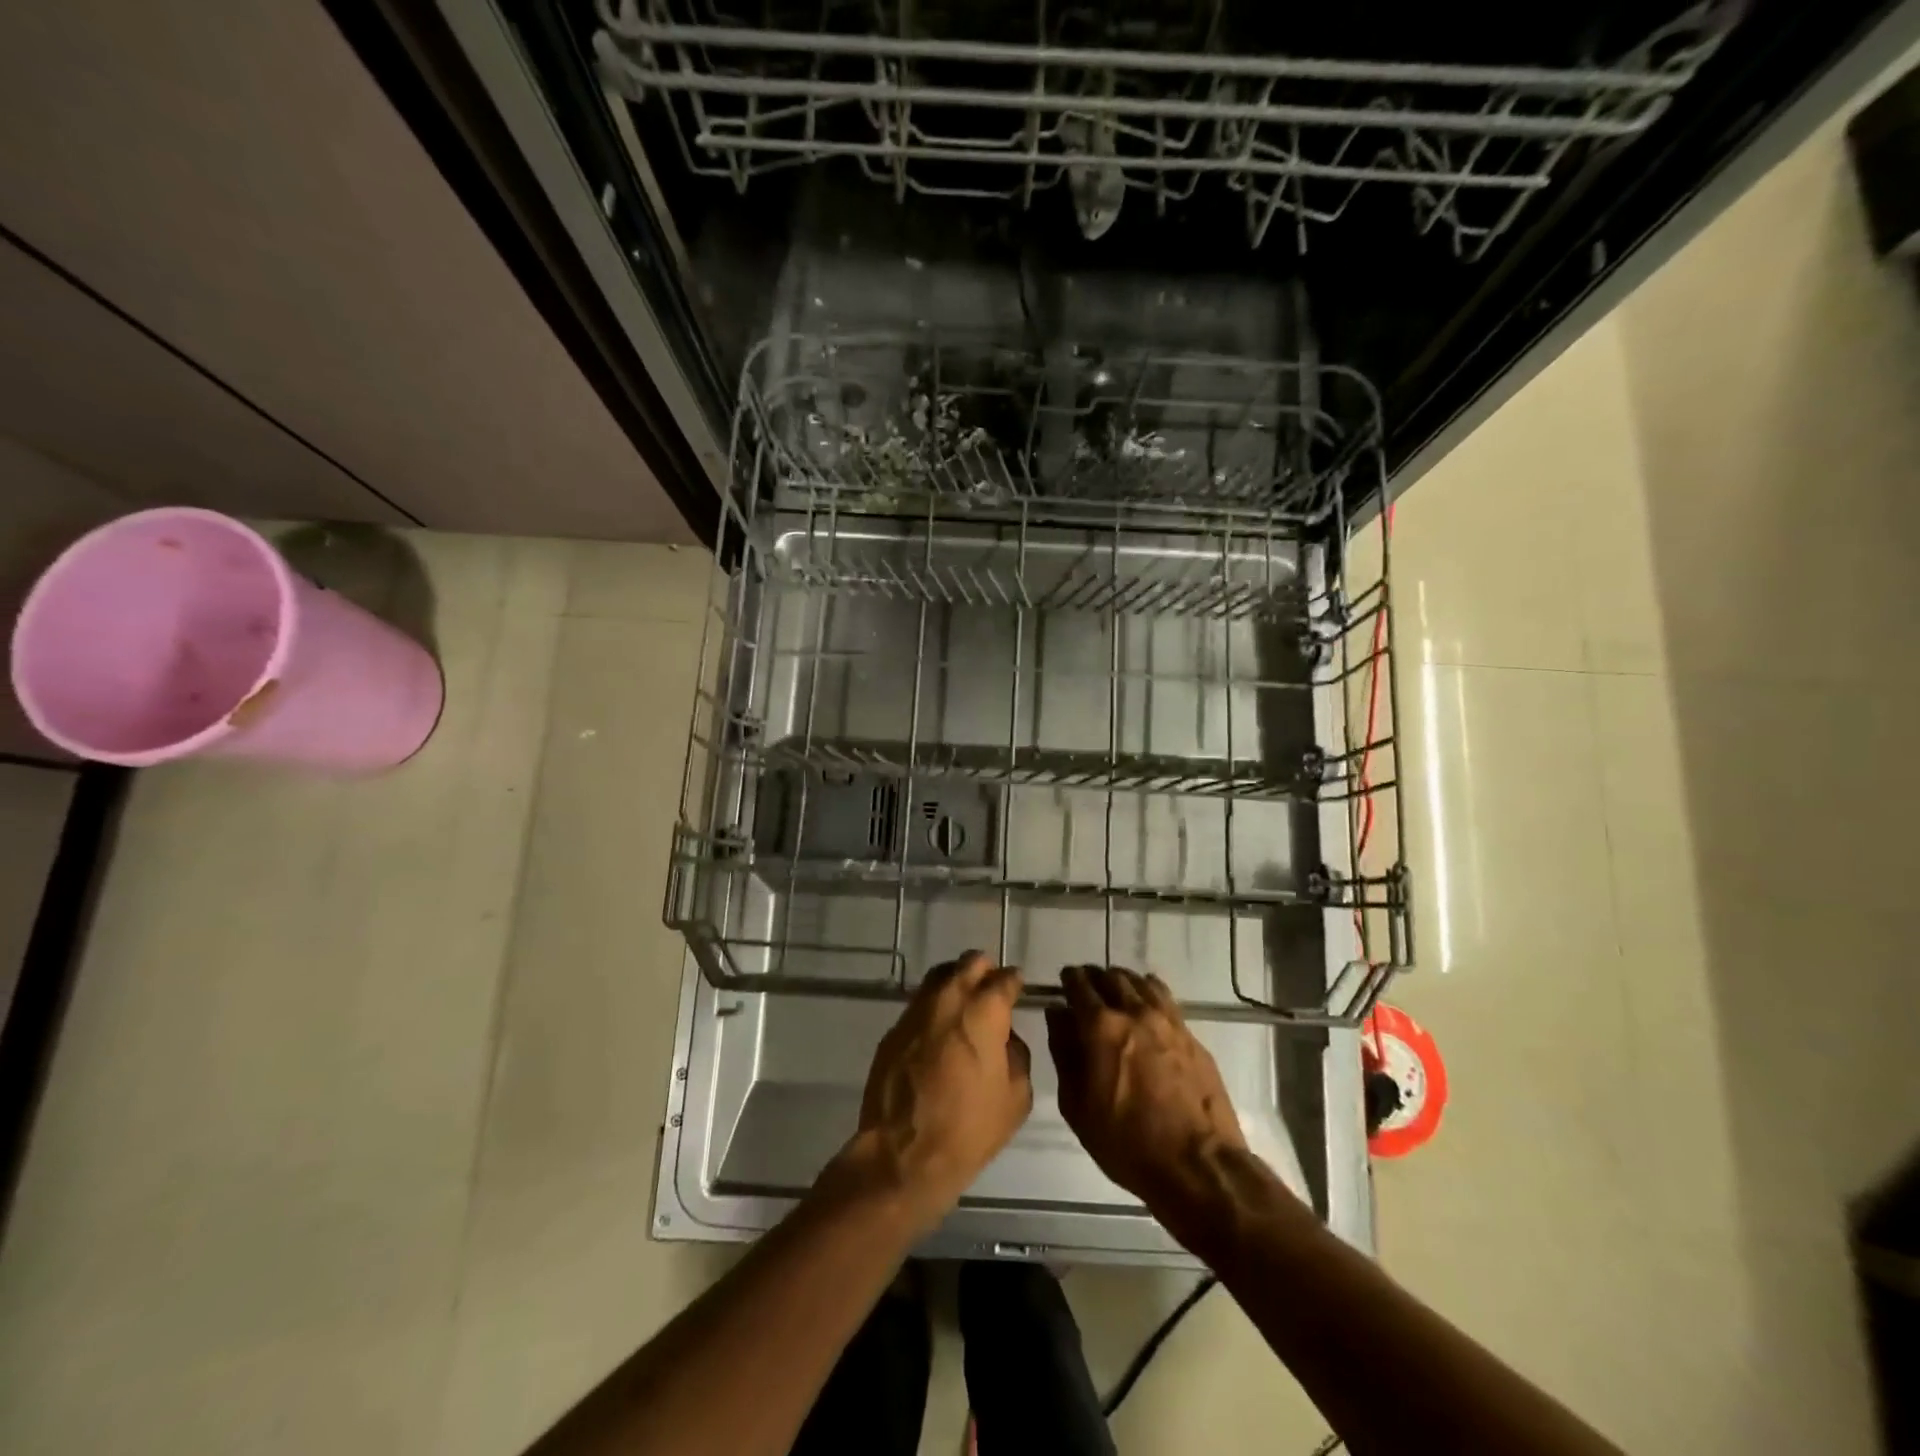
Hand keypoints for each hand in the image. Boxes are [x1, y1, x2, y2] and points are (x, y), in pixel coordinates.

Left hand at [843, 951, 1032, 1231]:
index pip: (1005, 978)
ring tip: (964, 1010)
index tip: (1017, 991)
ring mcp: (917, 1010)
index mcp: (984, 1010)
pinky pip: (920, 1005)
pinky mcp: (894, 1029)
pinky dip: (934, 1010)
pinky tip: (939, 1034)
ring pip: (940, 976)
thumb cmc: (969, 1128)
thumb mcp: (1016, 1097)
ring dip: (956, 984)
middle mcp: (949, 998)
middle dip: (985, 973)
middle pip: (970, 962)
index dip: (1015, 983)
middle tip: (991, 995)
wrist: (903, 1155)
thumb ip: (1016, 1054)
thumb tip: (1005, 1037)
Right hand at [1045, 965, 1246, 1211]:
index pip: (1079, 986)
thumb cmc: (1127, 1143)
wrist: (1198, 1165)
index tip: (1064, 981)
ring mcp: (1167, 1020)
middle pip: (1110, 977)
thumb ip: (1063, 1053)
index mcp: (1101, 1027)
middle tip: (1086, 988)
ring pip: (1140, 982)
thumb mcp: (1078, 1106)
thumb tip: (1057, 1015)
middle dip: (1094, 977)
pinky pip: (1164, 997)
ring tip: (1115, 992)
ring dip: (1122, 981)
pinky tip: (1145, 1003)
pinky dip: (1148, 991)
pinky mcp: (1190, 1034)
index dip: (1069, 980)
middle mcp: (1134, 1012)